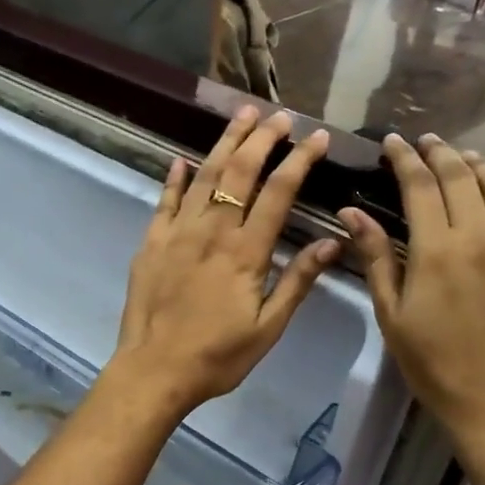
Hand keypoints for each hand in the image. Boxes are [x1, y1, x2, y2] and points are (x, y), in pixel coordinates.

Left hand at [107, 107, 339, 421]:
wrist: (154, 369)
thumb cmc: (217, 356)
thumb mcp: (267, 327)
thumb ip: (297, 281)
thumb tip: (333, 242)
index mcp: (245, 252)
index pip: (278, 193)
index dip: (299, 161)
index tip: (316, 137)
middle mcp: (211, 231)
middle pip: (239, 173)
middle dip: (261, 139)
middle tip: (278, 115)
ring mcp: (176, 234)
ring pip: (203, 177)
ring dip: (224, 144)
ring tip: (241, 117)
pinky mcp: (150, 243)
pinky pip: (164, 201)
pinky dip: (175, 178)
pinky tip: (182, 160)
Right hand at [339, 135, 484, 479]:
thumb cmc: (434, 364)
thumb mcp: (392, 313)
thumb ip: (375, 256)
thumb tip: (350, 211)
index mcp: (439, 250)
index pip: (421, 186)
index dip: (405, 159)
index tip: (394, 142)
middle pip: (464, 178)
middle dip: (442, 154)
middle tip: (428, 142)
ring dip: (483, 168)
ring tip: (467, 161)